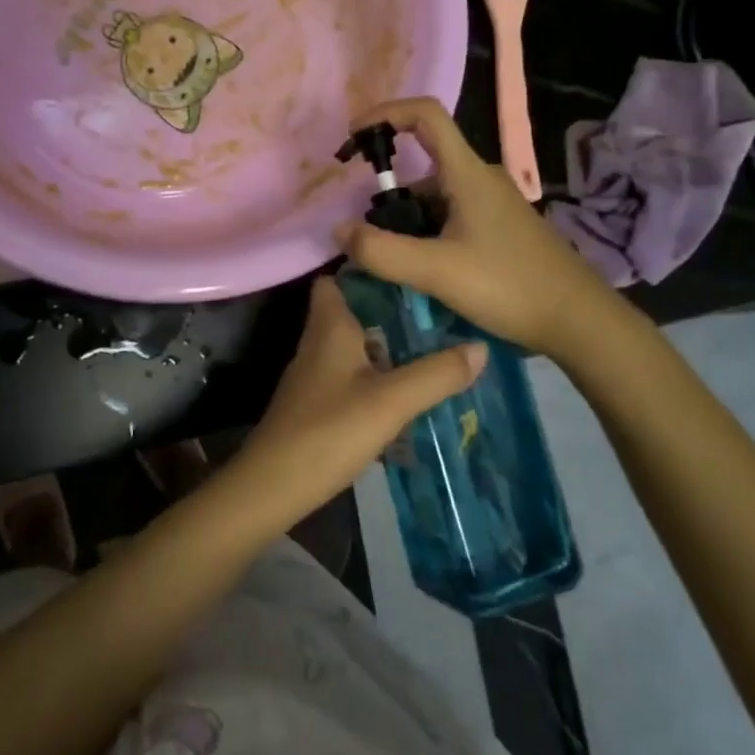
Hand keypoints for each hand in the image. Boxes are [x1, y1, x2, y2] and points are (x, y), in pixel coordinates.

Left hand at [221, 276, 485, 530]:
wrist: (274, 486)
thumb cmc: (329, 431)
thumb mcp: (391, 401)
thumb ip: (435, 374)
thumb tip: (480, 346)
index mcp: (329, 327)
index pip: (337, 279)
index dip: (367, 268)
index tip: (409, 267)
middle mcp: (317, 342)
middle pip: (351, 312)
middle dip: (387, 308)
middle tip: (435, 310)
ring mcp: (313, 375)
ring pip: (352, 345)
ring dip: (384, 344)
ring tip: (430, 345)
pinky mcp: (315, 403)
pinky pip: (349, 375)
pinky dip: (374, 374)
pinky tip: (403, 389)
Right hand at [334, 97, 611, 356]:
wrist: (579, 320)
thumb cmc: (509, 286)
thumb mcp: (436, 271)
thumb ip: (381, 251)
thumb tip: (339, 231)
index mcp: (468, 174)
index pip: (426, 115)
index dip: (385, 113)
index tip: (354, 137)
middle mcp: (481, 179)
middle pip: (423, 165)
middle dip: (389, 194)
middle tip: (369, 236)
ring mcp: (493, 204)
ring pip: (435, 197)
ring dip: (407, 221)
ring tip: (393, 263)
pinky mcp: (500, 228)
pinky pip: (451, 216)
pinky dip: (427, 233)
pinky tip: (423, 271)